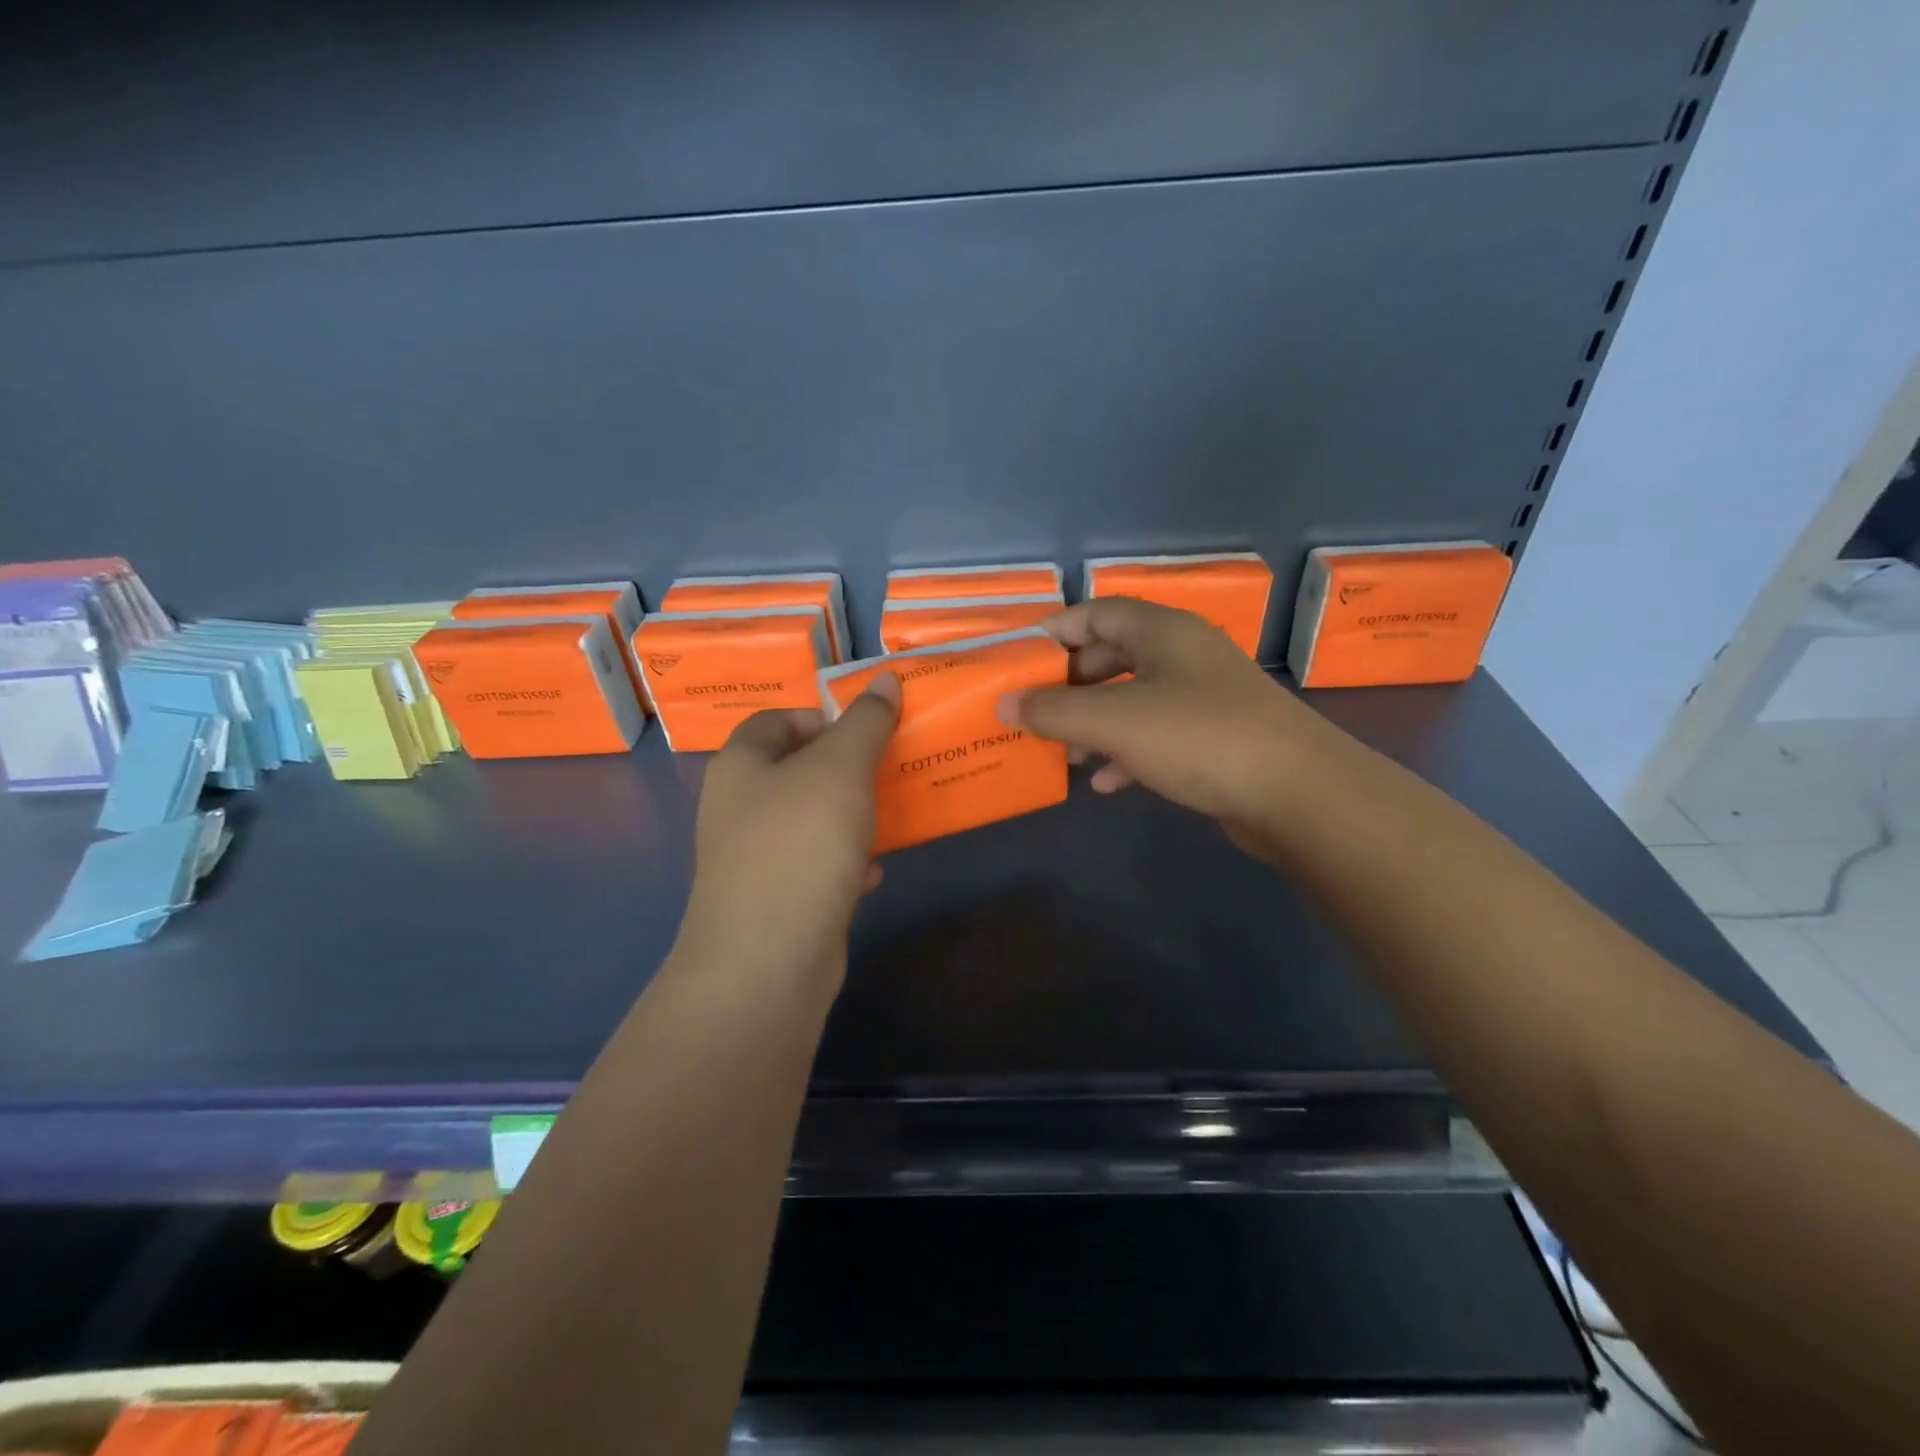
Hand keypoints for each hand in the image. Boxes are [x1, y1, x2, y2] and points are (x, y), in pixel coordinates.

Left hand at [678, 675, 900, 983]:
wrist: (768, 958)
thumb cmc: (800, 844)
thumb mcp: (840, 769)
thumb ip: (865, 723)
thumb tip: (884, 678)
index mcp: (741, 765)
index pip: (778, 719)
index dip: (823, 716)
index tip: (869, 731)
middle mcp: (738, 807)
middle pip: (797, 771)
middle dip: (847, 769)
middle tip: (891, 769)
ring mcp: (754, 857)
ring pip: (810, 820)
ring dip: (851, 815)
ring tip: (892, 813)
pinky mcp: (776, 899)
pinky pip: (815, 866)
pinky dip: (845, 862)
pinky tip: (874, 870)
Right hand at [997, 598, 1331, 855]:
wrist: (1298, 792)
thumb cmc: (1198, 737)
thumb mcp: (1114, 721)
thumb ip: (1053, 711)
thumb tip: (1004, 705)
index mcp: (1162, 632)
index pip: (1096, 612)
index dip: (1055, 632)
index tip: (1018, 661)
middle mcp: (1184, 655)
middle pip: (1113, 656)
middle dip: (1071, 685)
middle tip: (1036, 712)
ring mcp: (1204, 697)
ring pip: (1133, 699)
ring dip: (1095, 723)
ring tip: (1065, 754)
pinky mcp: (1216, 737)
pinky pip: (1157, 735)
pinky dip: (1127, 752)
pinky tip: (1107, 783)